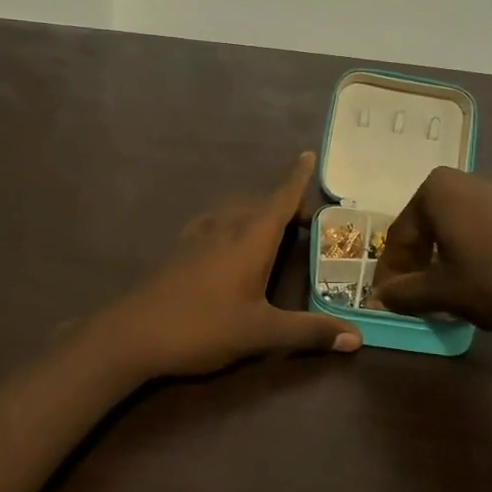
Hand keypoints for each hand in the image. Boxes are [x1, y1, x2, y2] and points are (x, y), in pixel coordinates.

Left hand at [101, 152, 360, 379]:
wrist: (133, 334)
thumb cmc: (203, 327)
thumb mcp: (260, 332)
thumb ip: (308, 332)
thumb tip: (357, 338)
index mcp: (250, 239)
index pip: (280, 198)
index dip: (296, 177)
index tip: (307, 153)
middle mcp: (225, 228)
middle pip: (259, 204)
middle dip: (283, 204)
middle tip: (307, 221)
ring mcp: (198, 238)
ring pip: (234, 212)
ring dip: (256, 213)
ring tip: (273, 229)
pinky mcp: (180, 252)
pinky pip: (214, 224)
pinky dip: (232, 224)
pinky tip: (227, 243)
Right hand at [371, 167, 491, 341]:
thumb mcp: (445, 295)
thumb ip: (406, 293)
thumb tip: (382, 296)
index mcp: (440, 192)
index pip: (402, 233)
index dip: (393, 269)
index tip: (390, 295)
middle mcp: (474, 178)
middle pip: (437, 220)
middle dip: (427, 254)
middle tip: (426, 288)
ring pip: (475, 219)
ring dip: (464, 247)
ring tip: (471, 282)